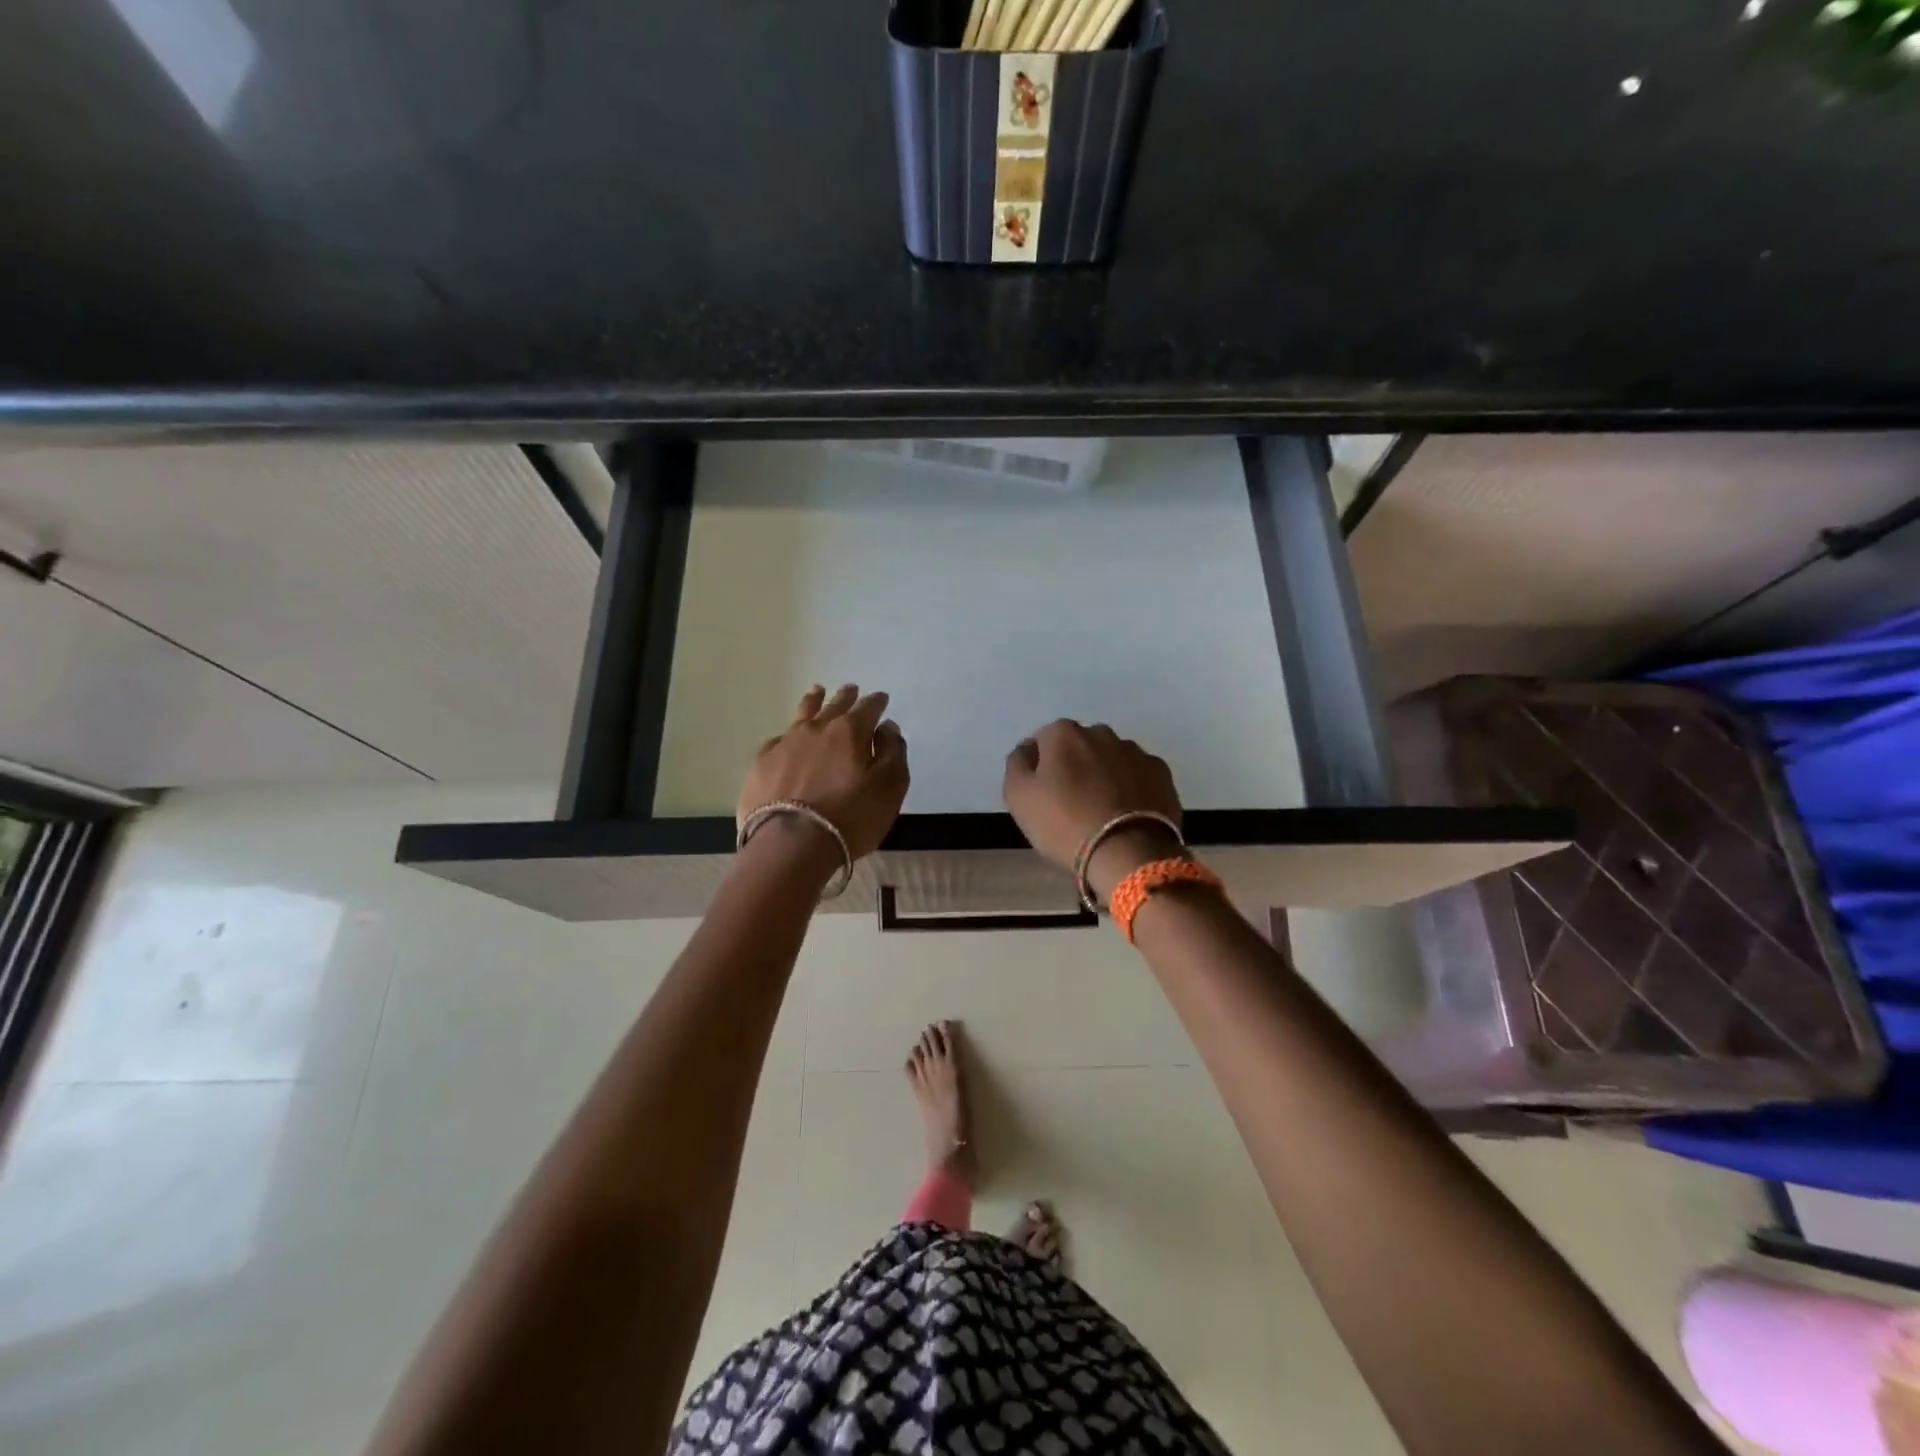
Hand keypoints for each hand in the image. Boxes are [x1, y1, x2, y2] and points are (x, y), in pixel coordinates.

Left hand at [739, 685, 909, 862]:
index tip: (881, 698)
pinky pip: (777, 740)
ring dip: (813, 702)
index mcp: (850, 732)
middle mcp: (817, 729)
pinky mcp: (761, 764)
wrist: (790, 845)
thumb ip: (893, 753)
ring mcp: (785, 744)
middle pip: (834, 706)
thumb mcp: (888, 788)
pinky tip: (786, 738)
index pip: (868, 708)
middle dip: (846, 697)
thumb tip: (887, 728)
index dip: (876, 702)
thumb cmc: (849, 818)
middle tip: (851, 690)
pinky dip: (787, 735)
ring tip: (816, 692)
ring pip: (802, 714)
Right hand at [1002, 720, 1183, 902]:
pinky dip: (1131, 788)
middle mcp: (1101, 733)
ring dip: (1104, 776)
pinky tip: (1126, 814)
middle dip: (1074, 766)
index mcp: (1063, 734)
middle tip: (1071, 803)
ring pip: (1111, 759)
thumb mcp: (1019, 797)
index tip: (1042, 794)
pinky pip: (1137, 776)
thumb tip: (1027, 750)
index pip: (1042, 741)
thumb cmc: (1064, 824)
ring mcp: (1136, 752)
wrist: (1127, 853)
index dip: (1039, 767)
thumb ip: (1017, 764)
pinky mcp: (1161, 774)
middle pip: (1079, 747)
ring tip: (1102, 812)